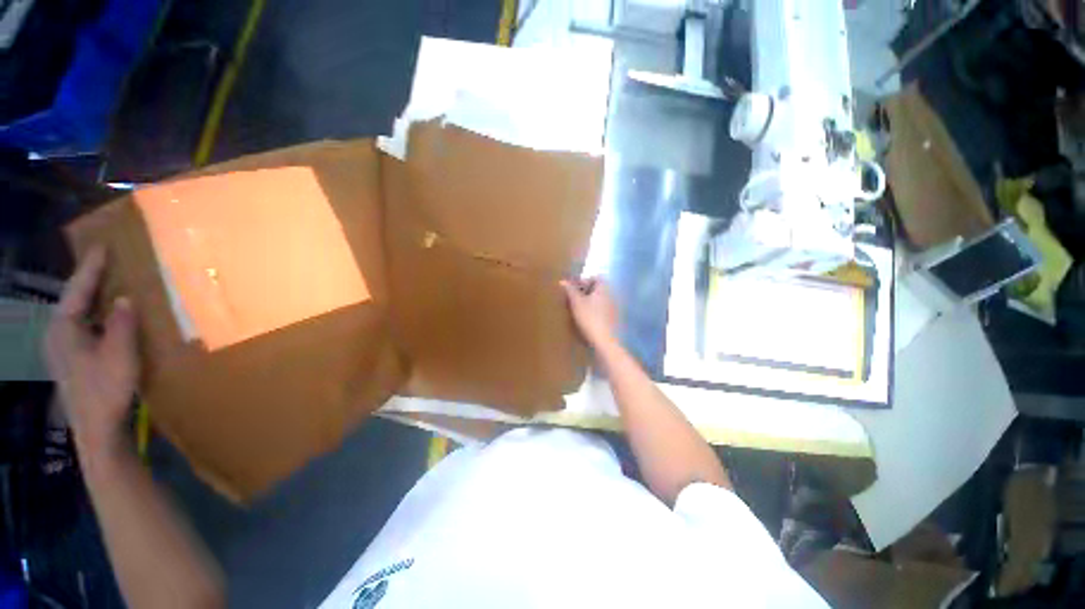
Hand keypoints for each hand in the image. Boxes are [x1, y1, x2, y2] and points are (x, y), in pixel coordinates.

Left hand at [45, 246, 138, 456]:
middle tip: (105, 261)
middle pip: (72, 299)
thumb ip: (121, 324)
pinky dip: (93, 314)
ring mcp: (61, 348)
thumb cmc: (106, 390)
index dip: (91, 267)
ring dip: (91, 297)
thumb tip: (125, 297)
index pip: (77, 290)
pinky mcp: (71, 359)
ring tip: (107, 283)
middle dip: (88, 279)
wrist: (97, 429)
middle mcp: (56, 334)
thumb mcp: (119, 355)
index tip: (102, 246)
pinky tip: (105, 316)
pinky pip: (81, 326)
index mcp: (63, 329)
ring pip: (76, 313)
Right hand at [560, 277, 619, 346]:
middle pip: (598, 288)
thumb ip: (570, 290)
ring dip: (590, 301)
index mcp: (604, 288)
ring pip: (600, 299)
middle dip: (586, 291)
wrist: (604, 340)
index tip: (573, 289)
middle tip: (573, 299)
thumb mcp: (576, 303)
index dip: (584, 280)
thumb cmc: (589, 318)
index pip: (596, 277)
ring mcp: (614, 307)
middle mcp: (612, 295)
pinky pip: (603, 309)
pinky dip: (595, 310)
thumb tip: (562, 281)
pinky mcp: (614, 318)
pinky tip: (587, 319)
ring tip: (578, 309)